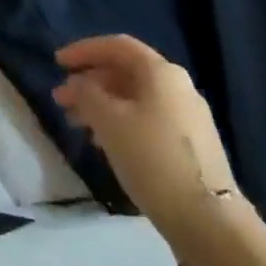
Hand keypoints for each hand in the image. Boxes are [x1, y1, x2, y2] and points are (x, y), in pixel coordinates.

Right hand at [52, 35, 237, 232]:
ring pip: (135, 98)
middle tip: (61, 99)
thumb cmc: (152, 158)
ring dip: (102, 105)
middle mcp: (178, 85)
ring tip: (76, 123)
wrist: (208, 219)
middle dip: (90, 82)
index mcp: (161, 72)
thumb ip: (86, 94)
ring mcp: (188, 116)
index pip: (116, 46)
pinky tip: (104, 143)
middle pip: (125, 72)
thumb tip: (78, 83)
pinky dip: (121, 122)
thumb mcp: (109, 121)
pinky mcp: (190, 144)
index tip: (57, 63)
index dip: (84, 50)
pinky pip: (147, 119)